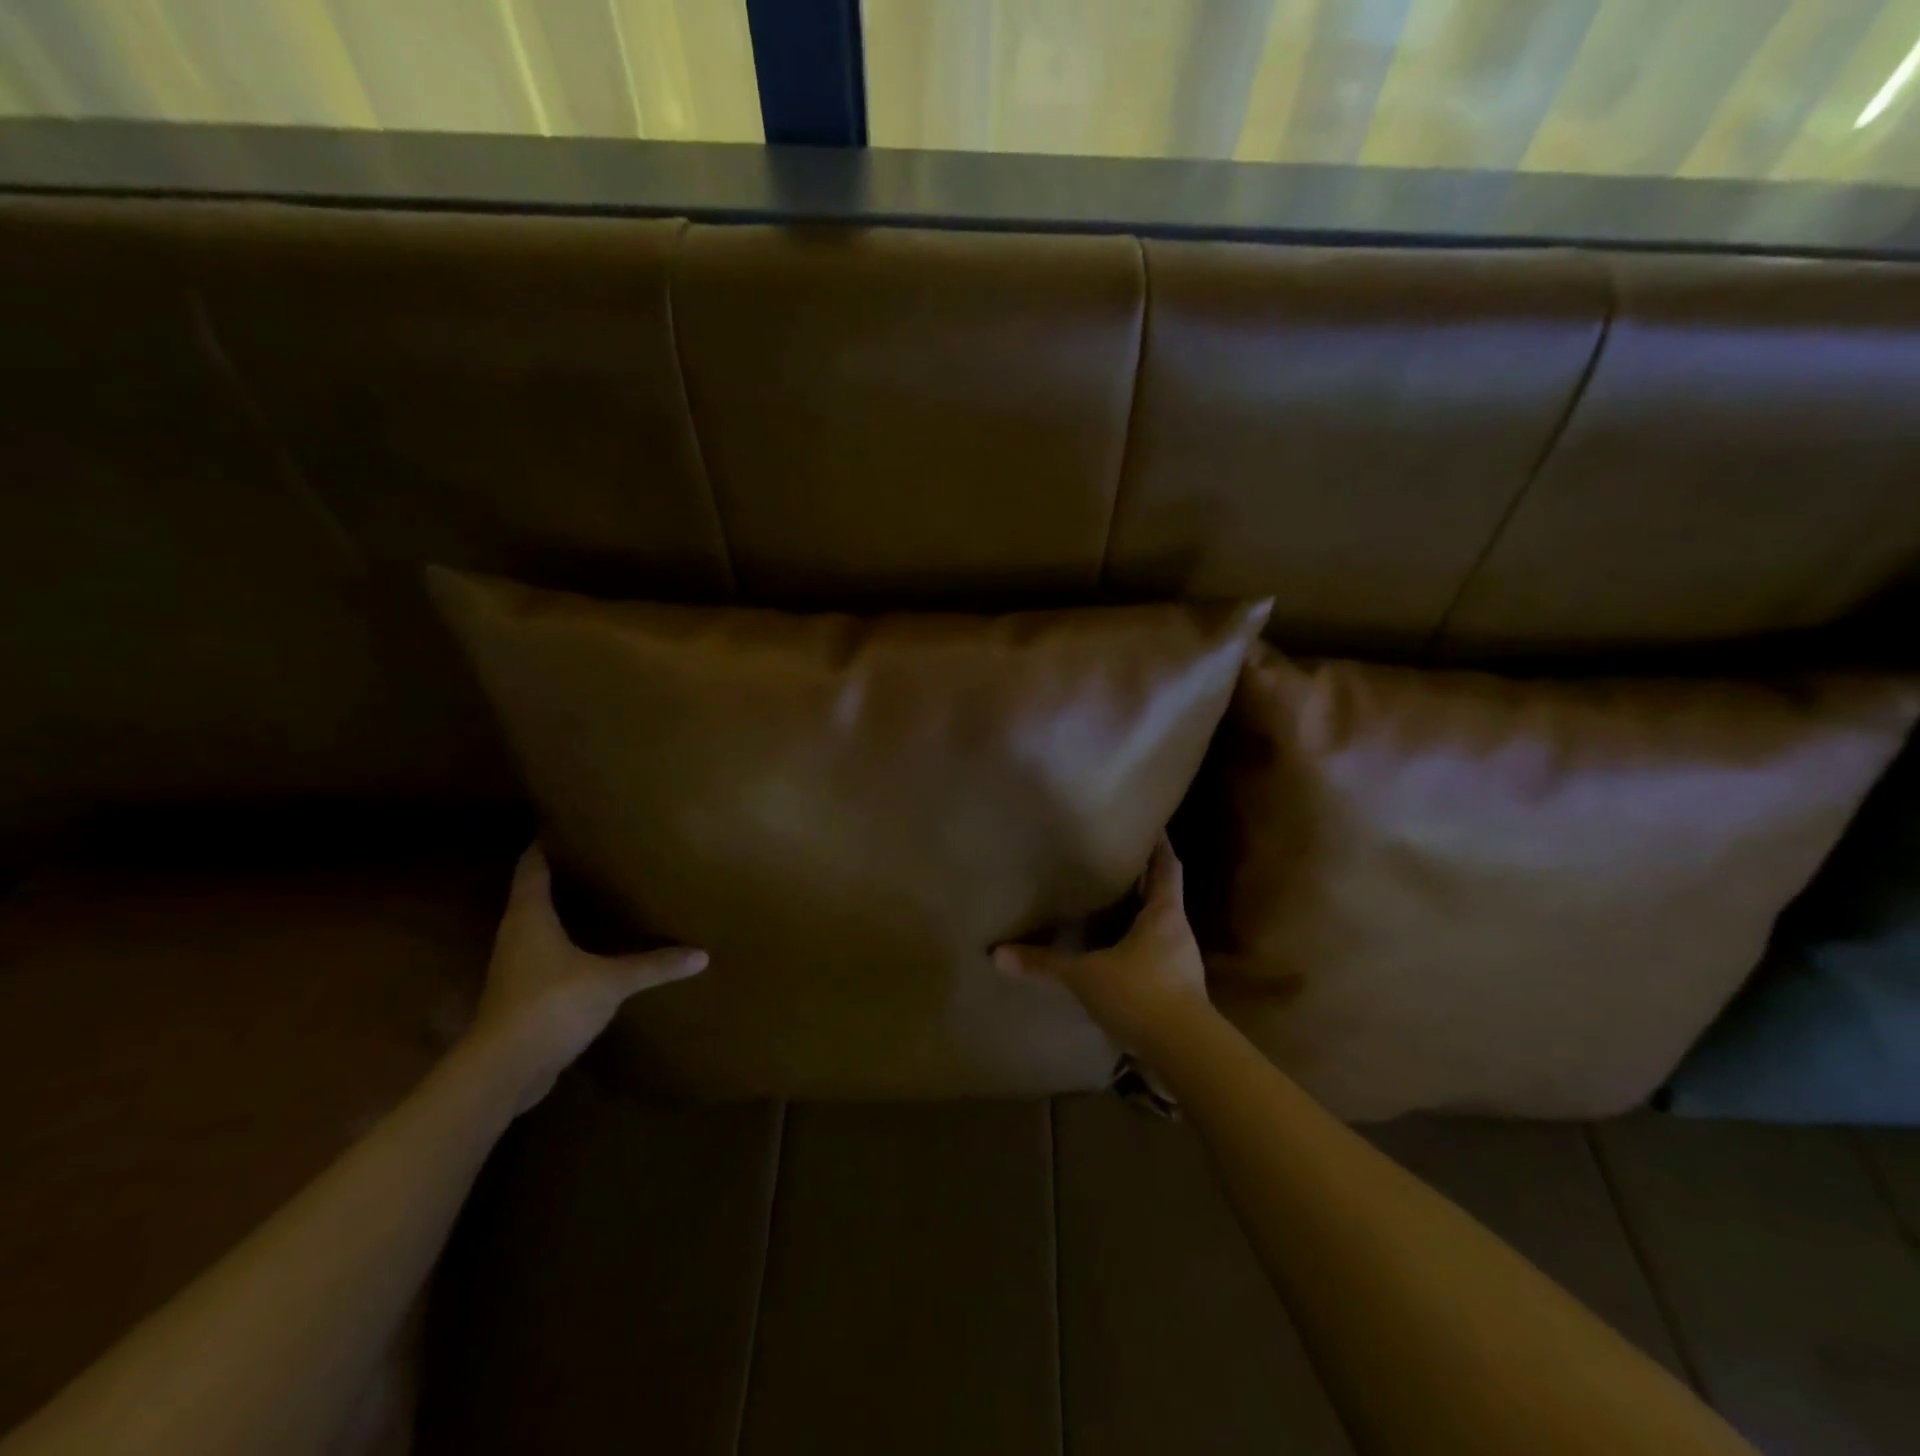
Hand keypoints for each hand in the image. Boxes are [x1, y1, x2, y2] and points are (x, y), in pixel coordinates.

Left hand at [470, 843, 706, 1096]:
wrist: (504, 1071)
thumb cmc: (551, 1005)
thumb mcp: (611, 981)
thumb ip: (654, 965)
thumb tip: (702, 954)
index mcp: (529, 917)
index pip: (532, 867)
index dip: (545, 843)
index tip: (566, 823)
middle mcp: (516, 935)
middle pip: (533, 893)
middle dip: (562, 874)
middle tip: (598, 856)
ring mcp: (515, 967)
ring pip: (539, 925)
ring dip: (563, 911)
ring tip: (600, 895)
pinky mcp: (522, 995)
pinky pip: (546, 955)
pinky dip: (566, 944)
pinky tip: (593, 947)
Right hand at [993, 834, 1211, 1059]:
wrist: (1186, 1054)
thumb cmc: (1140, 994)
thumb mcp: (1085, 977)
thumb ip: (1044, 965)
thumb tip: (997, 954)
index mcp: (1165, 914)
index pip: (1167, 866)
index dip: (1160, 845)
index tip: (1150, 826)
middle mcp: (1179, 932)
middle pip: (1165, 896)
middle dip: (1144, 881)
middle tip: (1116, 865)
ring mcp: (1183, 965)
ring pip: (1160, 929)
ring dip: (1140, 918)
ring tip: (1111, 908)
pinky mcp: (1180, 994)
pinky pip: (1157, 960)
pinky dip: (1137, 952)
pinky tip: (1116, 958)